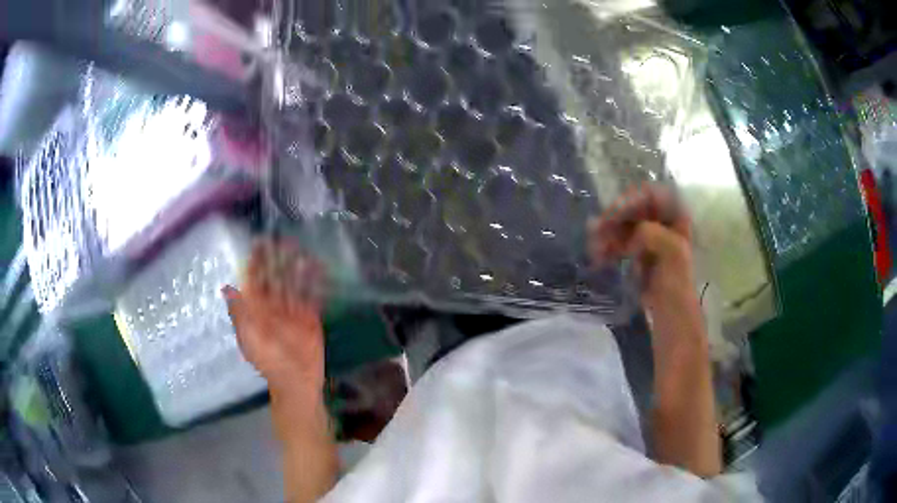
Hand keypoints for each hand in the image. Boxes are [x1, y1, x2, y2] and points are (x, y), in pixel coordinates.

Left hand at [223, 240, 326, 395]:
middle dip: (279, 258)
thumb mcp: (250, 338)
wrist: (297, 381)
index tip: (260, 242)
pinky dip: (316, 281)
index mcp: (256, 309)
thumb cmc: (269, 361)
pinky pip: (312, 295)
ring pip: (294, 282)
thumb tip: (228, 287)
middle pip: (275, 276)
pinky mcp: (310, 316)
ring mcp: (292, 309)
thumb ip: (240, 312)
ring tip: (304, 250)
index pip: (254, 279)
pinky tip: (320, 268)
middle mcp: (273, 304)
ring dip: (298, 267)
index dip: (256, 261)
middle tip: (287, 239)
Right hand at [588, 183, 696, 318]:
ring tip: (594, 248)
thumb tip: (633, 235)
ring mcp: (648, 235)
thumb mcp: (672, 253)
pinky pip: (618, 240)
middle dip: (614, 218)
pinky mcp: (636, 250)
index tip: (614, 216)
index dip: (632, 200)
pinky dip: (607, 246)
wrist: (670, 311)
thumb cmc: (676, 282)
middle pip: (633, 208)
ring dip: (606, 233)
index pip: (651, 195)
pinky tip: (598, 257)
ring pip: (622, 224)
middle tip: (596, 230)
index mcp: (675, 215)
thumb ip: (653, 233)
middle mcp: (661, 220)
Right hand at [591, 184, 719, 476]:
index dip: (642, 199)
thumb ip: (669, 258)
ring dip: (617, 231)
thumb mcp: (678, 300)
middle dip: (623, 214)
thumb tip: (641, 230)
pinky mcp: (652, 289)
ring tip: (594, 247)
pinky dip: (619, 251)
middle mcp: (676, 256)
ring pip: (640, 234)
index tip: (613, 216)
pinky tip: (605, 261)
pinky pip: (635, 257)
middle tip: (595, 235)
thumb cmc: (681, 347)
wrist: (680, 386)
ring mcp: (663, 272)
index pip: (669, 203)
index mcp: (684, 254)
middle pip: (651, 214)